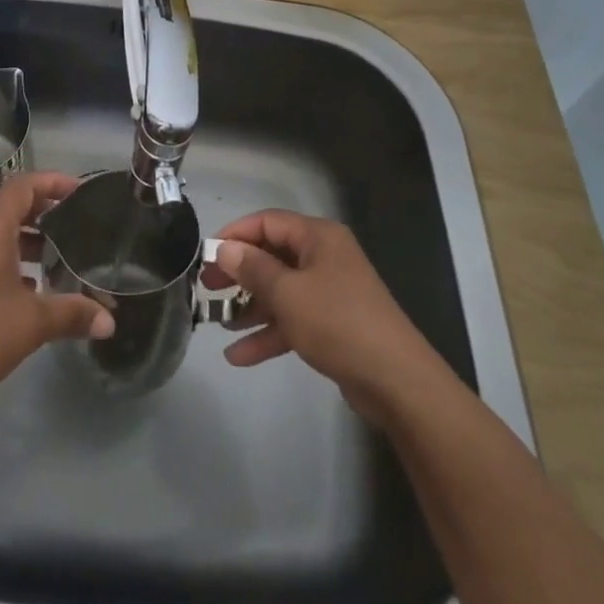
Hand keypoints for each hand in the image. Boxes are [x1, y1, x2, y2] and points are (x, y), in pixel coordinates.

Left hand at [0, 172, 114, 417]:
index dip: (54, 182)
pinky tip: (24, 290)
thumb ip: (71, 314)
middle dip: (41, 209)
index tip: (81, 191)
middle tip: (73, 222)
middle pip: (8, 204)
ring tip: (54, 256)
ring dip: (23, 236)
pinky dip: (5, 258)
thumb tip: (109, 321)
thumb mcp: (30, 324)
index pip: (24, 186)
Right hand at [212, 209, 449, 424]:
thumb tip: (225, 248)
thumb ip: (253, 268)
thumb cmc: (338, 323)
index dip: (235, 234)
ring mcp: (330, 292)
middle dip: (239, 272)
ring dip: (250, 306)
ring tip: (217, 322)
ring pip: (281, 290)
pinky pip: (293, 319)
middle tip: (207, 287)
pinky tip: (239, 355)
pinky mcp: (333, 324)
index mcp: (318, 237)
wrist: (397, 381)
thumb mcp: (288, 293)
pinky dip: (269, 333)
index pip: (267, 222)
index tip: (206, 254)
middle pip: (272, 255)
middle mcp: (324, 257)